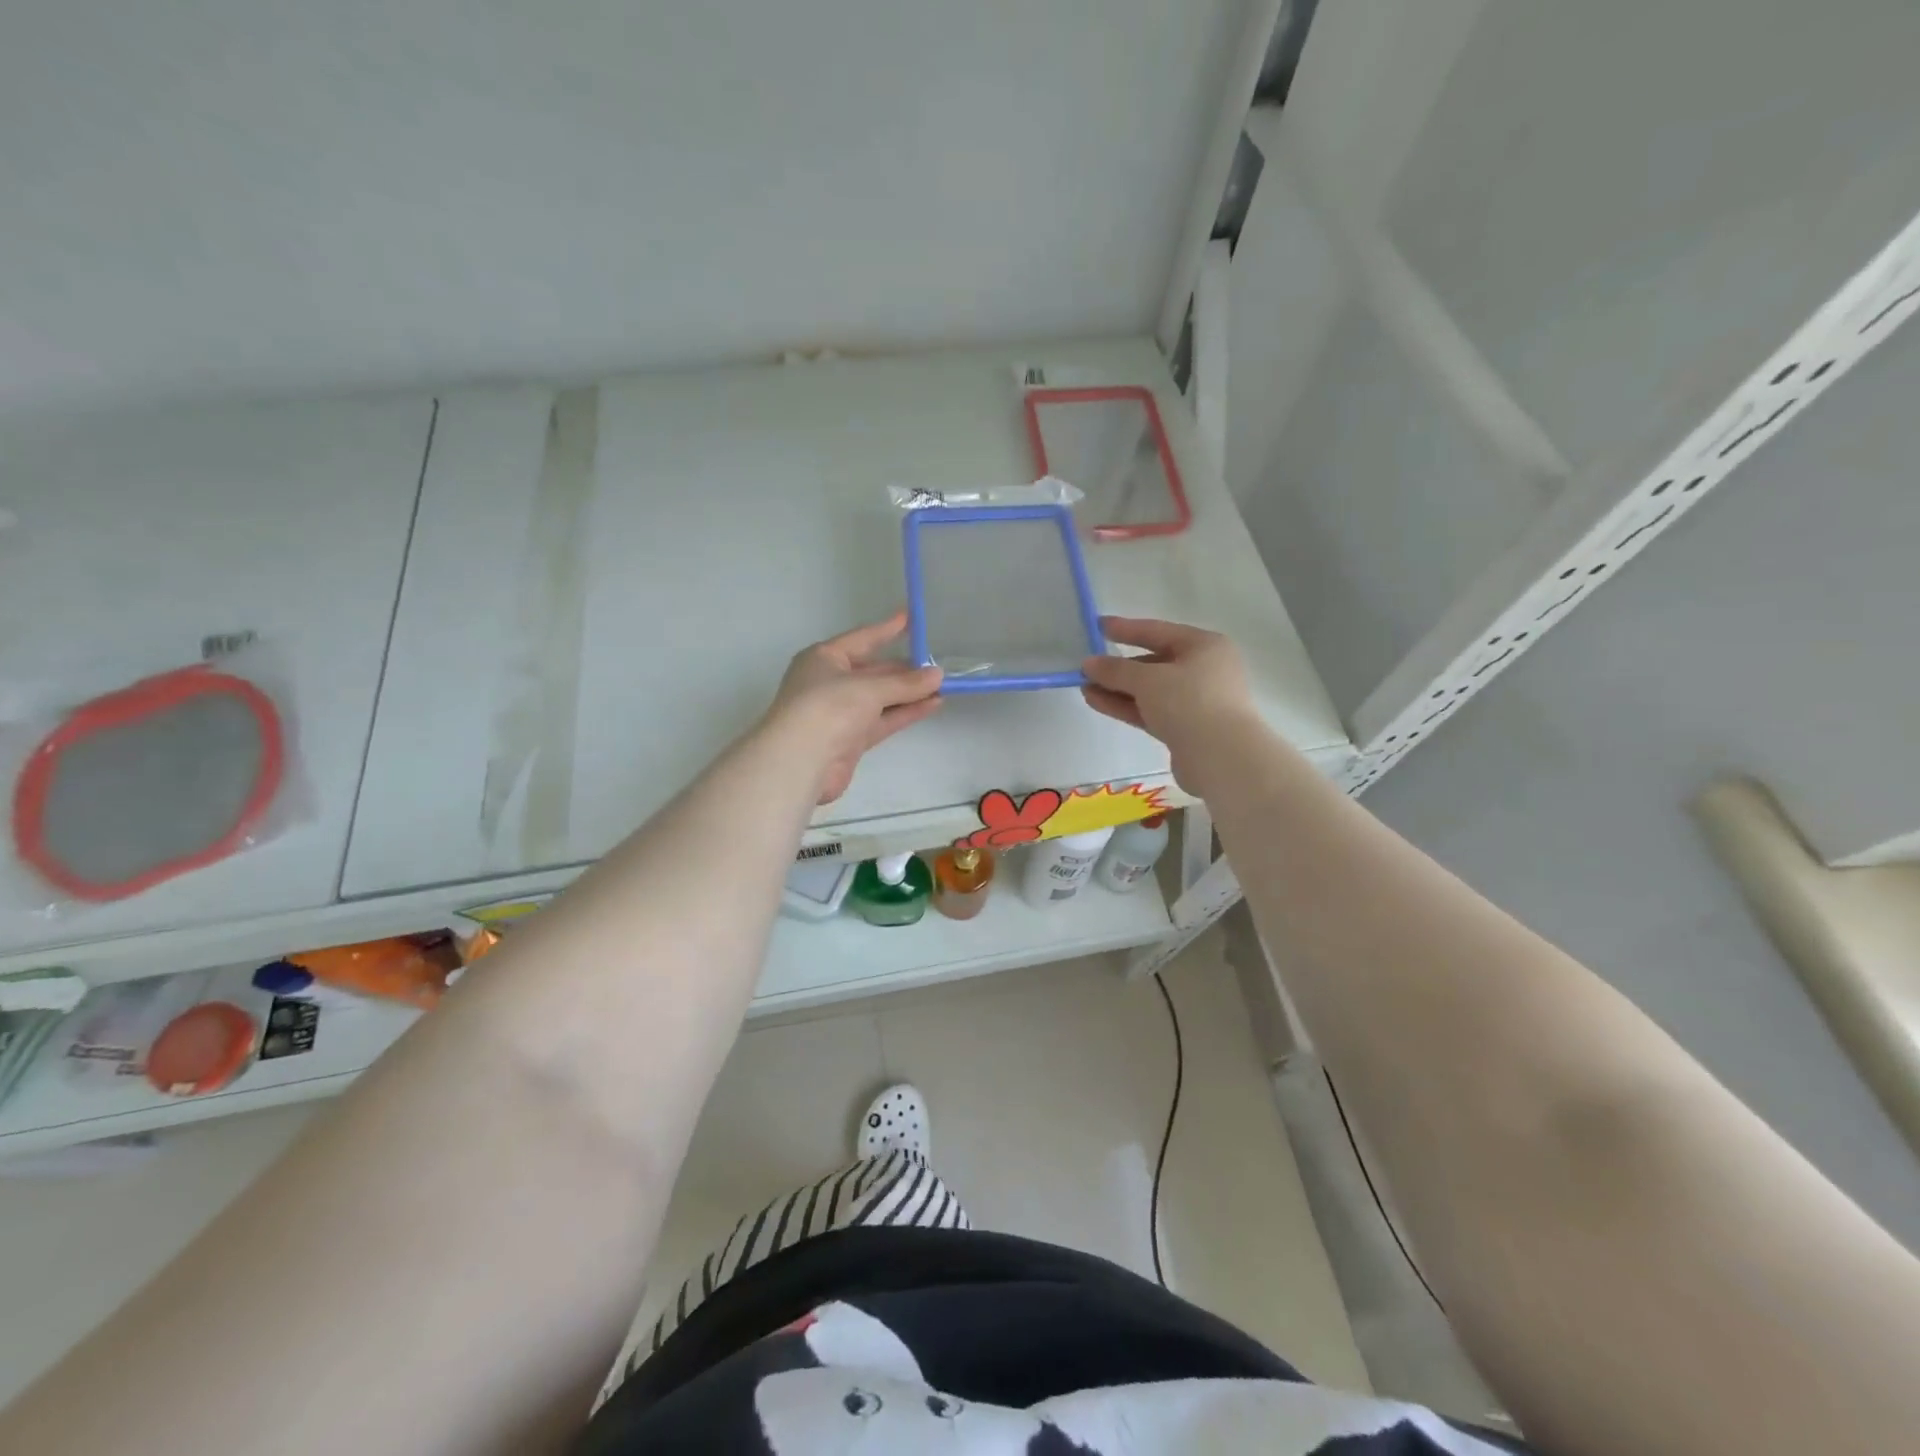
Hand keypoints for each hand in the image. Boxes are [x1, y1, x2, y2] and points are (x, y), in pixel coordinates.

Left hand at [769, 611, 943, 802]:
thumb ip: (905, 683)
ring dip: (909, 693)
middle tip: (937, 666)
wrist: (799, 760)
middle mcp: (831, 682)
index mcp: (824, 658)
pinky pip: (883, 720)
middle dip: (905, 670)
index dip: (887, 629)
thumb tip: (937, 675)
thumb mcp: (868, 688)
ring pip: (881, 698)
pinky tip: (932, 705)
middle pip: (874, 671)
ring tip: (942, 686)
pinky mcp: (851, 739)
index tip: (911, 618)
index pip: (862, 638)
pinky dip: (905, 712)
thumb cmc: (828, 707)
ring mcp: (841, 713)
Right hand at [1081, 617, 1259, 788]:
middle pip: (1154, 662)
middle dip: (1119, 667)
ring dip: (1118, 688)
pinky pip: (1151, 711)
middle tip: (1087, 667)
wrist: (1222, 758)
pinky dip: (1126, 706)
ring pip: (1150, 690)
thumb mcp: (1148, 680)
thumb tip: (1088, 664)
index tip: (1098, 626)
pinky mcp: (1186, 728)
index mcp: (1205, 646)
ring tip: (1084, 687)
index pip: (1158, 631)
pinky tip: (1097, 702)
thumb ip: (1116, 670)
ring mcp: (1196, 701)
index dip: (1126, 628)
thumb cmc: (1190, 702)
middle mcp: (1205, 669)